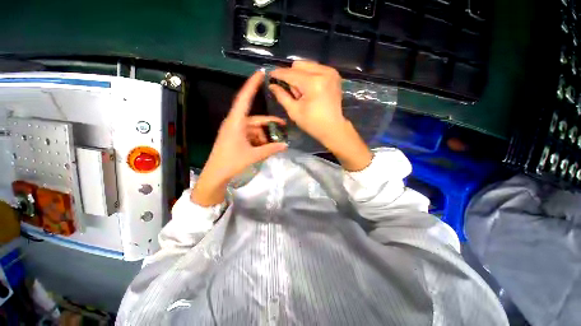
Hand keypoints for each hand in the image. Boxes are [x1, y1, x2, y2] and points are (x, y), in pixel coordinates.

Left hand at [192, 71, 287, 206]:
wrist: (215, 174)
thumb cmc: (231, 162)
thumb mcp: (253, 155)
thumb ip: (270, 149)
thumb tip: (285, 145)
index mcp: (236, 122)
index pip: (244, 99)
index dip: (252, 85)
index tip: (260, 73)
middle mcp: (234, 123)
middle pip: (255, 119)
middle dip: (268, 124)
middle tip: (282, 127)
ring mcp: (234, 130)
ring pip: (254, 128)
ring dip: (263, 135)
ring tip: (273, 144)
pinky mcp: (235, 137)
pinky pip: (250, 134)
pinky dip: (258, 139)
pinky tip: (264, 147)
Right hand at [269, 61, 371, 171]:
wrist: (333, 128)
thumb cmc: (313, 123)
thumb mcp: (294, 111)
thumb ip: (282, 96)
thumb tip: (272, 85)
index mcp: (313, 83)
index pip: (291, 74)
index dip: (279, 74)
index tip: (270, 75)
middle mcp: (324, 72)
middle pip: (299, 65)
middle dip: (291, 77)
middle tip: (293, 92)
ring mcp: (331, 72)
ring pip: (307, 65)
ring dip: (300, 76)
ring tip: (302, 92)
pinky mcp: (334, 75)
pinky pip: (316, 69)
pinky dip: (309, 76)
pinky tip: (310, 89)